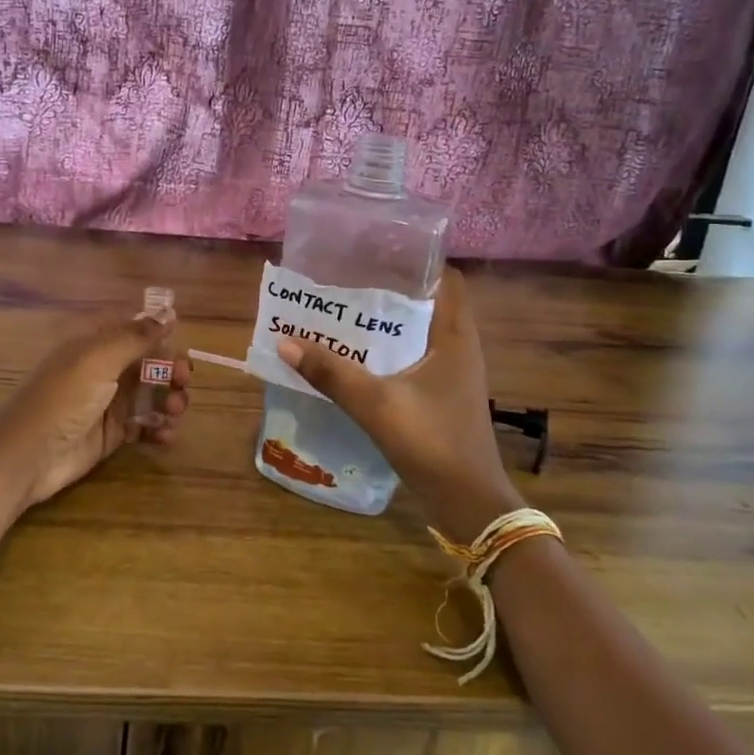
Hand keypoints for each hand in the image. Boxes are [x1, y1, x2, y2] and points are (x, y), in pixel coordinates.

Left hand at [0, 309, 189, 512]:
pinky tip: (166, 434)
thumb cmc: (63, 398)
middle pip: (148, 362)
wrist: (28, 456)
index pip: (134, 329)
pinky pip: (145, 424)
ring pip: (151, 393)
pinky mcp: (112, 434)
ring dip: (169, 399)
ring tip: (175, 412)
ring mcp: (109, 402)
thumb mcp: (98, 358)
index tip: (179, 344)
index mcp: (96, 344)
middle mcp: (104, 369)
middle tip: (183, 382)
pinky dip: (159, 427)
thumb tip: (168, 313)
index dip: (159, 334)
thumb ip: (136, 336)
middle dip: (170, 370)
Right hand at [276, 267, 520, 539]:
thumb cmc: (432, 443)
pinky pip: (413, 359)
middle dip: (389, 290)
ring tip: (343, 313)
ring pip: (417, 333)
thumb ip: (332, 374)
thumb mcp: (377, 405)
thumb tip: (285, 342)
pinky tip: (355, 357)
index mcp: (455, 336)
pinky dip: (387, 351)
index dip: (416, 261)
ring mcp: (452, 374)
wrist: (468, 502)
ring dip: (385, 324)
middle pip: (426, 303)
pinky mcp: (442, 396)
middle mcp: (458, 347)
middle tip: (346, 281)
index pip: (446, 279)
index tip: (376, 252)